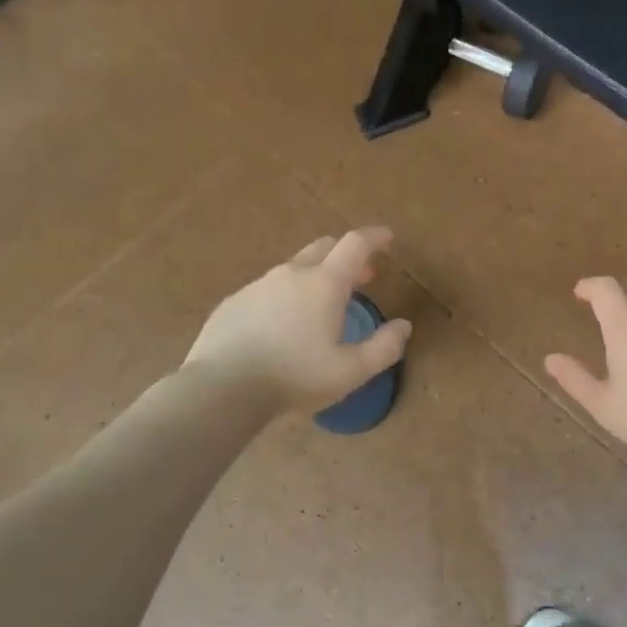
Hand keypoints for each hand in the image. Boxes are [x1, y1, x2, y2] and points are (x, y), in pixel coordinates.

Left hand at [184, 228, 412, 414]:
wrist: (222, 389)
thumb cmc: (295, 377)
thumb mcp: (351, 371)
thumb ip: (384, 347)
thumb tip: (404, 326)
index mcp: (325, 283)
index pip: (355, 244)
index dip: (375, 237)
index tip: (387, 238)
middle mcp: (291, 274)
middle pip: (324, 247)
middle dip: (346, 255)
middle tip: (360, 275)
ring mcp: (258, 285)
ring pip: (293, 268)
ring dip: (314, 276)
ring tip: (321, 305)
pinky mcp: (233, 302)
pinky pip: (267, 290)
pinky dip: (285, 296)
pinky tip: (282, 325)